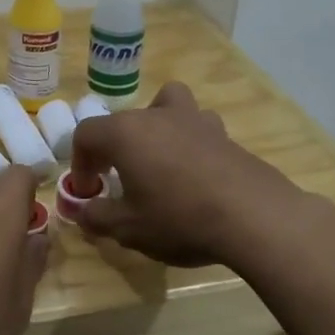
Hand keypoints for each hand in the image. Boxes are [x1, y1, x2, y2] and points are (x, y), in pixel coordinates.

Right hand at [68, 83, 302, 266]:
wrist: (253, 217)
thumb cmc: (179, 218)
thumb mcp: (128, 228)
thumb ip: (98, 217)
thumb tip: (84, 212)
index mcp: (126, 133)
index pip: (87, 134)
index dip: (80, 162)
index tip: (89, 191)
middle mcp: (158, 116)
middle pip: (124, 120)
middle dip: (113, 148)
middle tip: (117, 181)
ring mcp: (196, 121)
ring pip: (167, 106)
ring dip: (156, 128)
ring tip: (159, 161)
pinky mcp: (226, 135)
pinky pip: (197, 128)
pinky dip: (189, 143)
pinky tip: (195, 174)